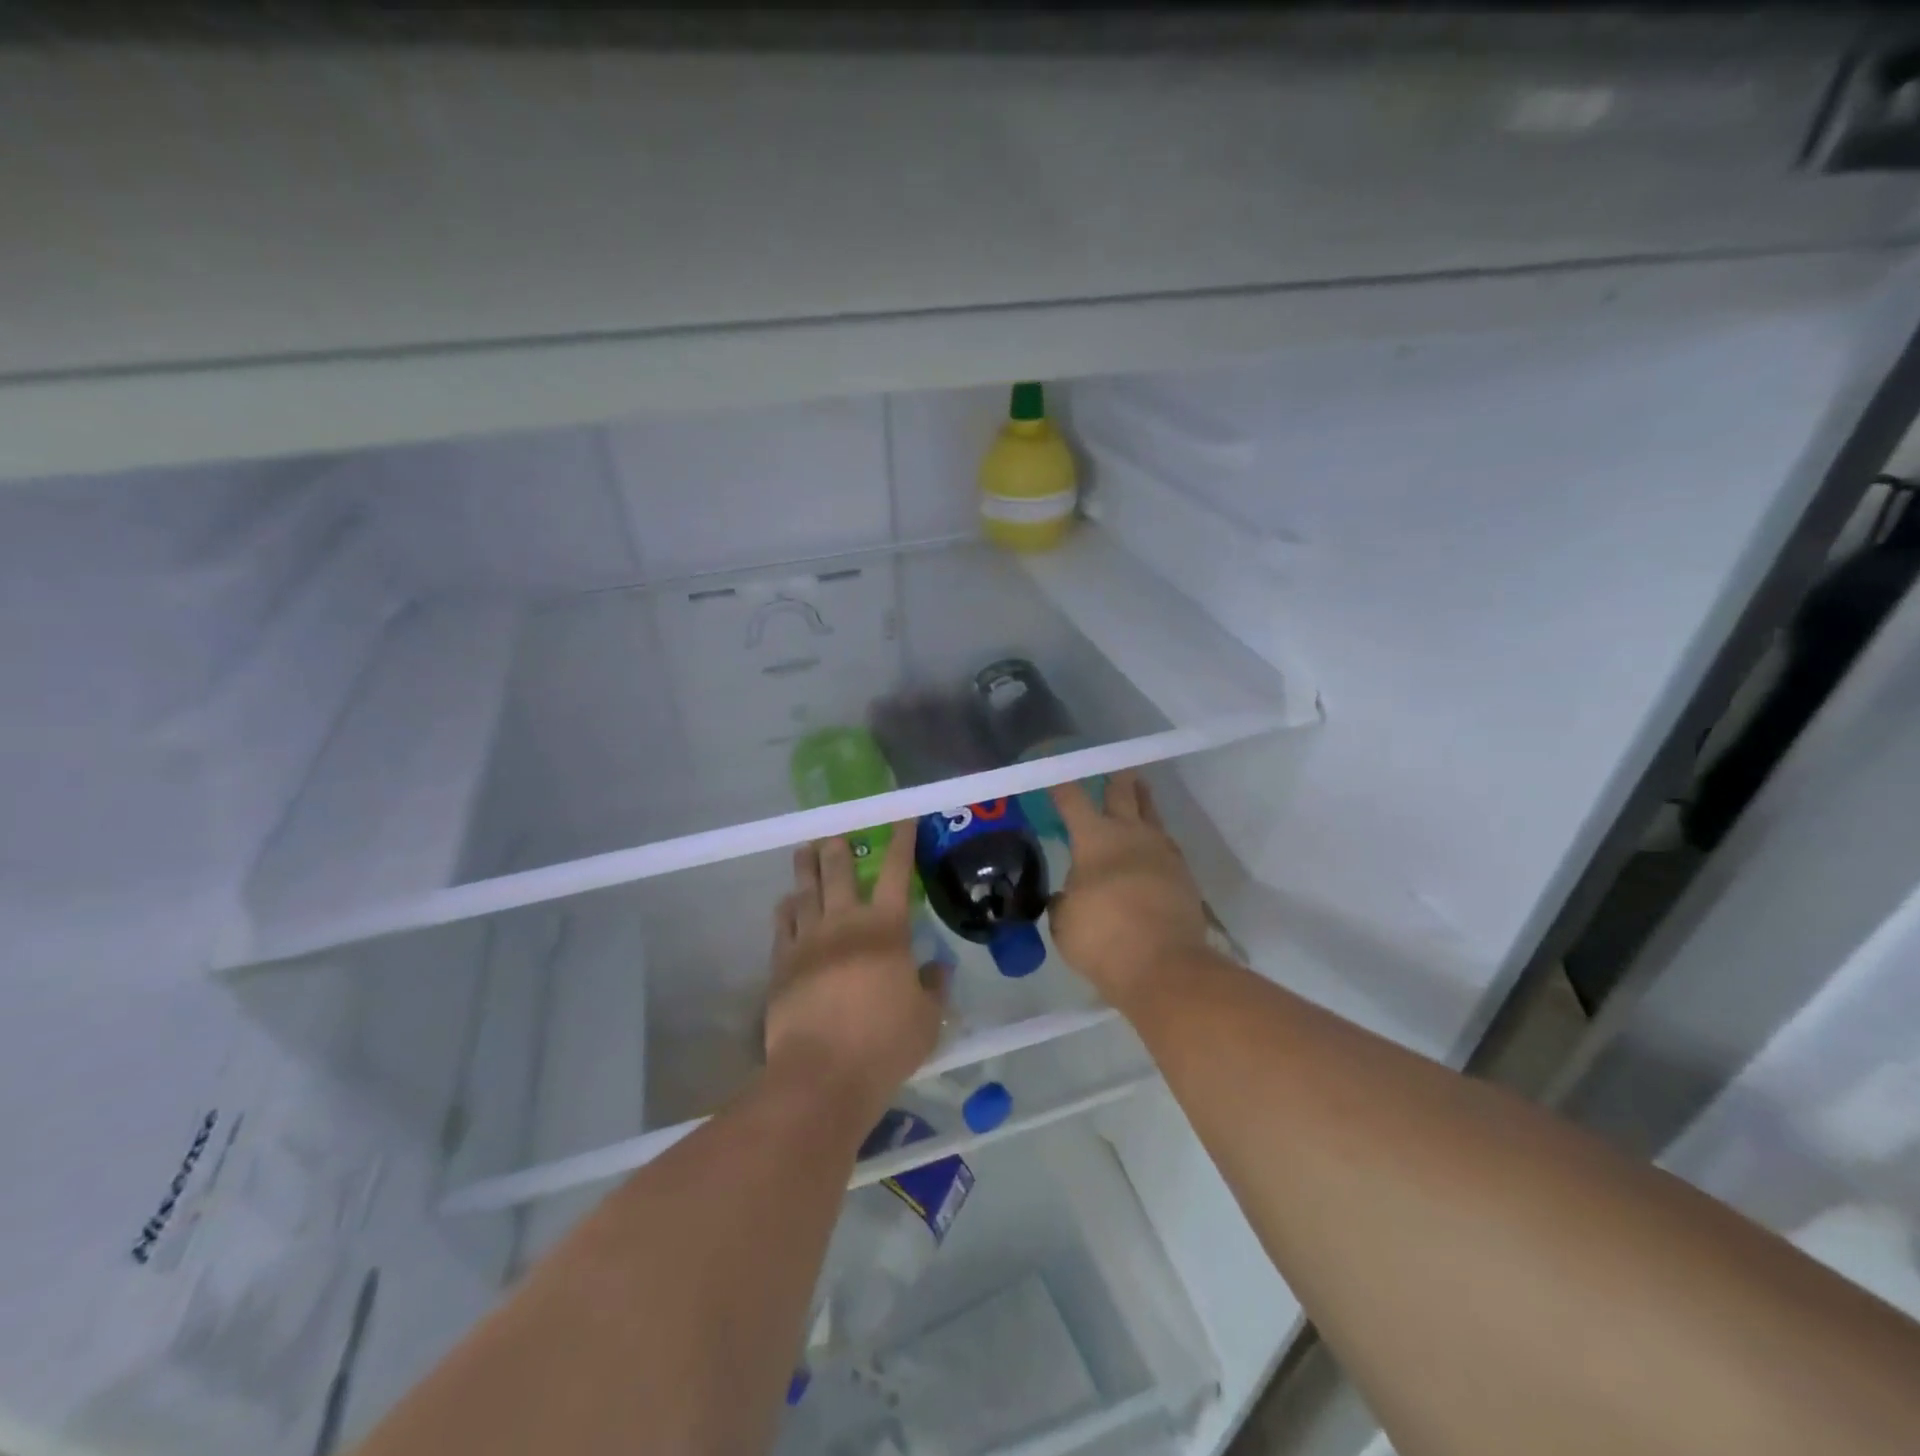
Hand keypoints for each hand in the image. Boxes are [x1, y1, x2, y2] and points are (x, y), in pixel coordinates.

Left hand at [764, 825, 943, 1117]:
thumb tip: (937, 969)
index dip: (903, 842)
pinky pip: (782, 925)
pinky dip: (786, 909)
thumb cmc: (885, 1044)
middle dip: (839, 849)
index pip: (898, 873)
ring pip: (806, 892)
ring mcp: (808, 941)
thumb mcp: (927, 1019)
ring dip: (807, 868)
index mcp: (886, 929)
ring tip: (805, 851)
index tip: (903, 818)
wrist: (822, 1074)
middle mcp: (845, 923)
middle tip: (835, 835)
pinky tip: (787, 903)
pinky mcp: (782, 964)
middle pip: (840, 872)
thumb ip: (934, 988)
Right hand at [1048, 771, 1209, 1008]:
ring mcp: (1163, 853)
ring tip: (1139, 792)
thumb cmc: (1103, 938)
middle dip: (1116, 779)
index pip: (1073, 800)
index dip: (1062, 786)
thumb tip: (1070, 895)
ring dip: (1143, 801)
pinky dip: (1156, 840)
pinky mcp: (1184, 876)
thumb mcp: (1064, 922)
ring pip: (1152, 815)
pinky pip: (1166, 846)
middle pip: (1124, 794)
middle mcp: (1131, 835)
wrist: (1165, 966)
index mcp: (1095, 839)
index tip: (1055, 775)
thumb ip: (1065, 901)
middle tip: (1114, 768)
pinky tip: (1151, 848)